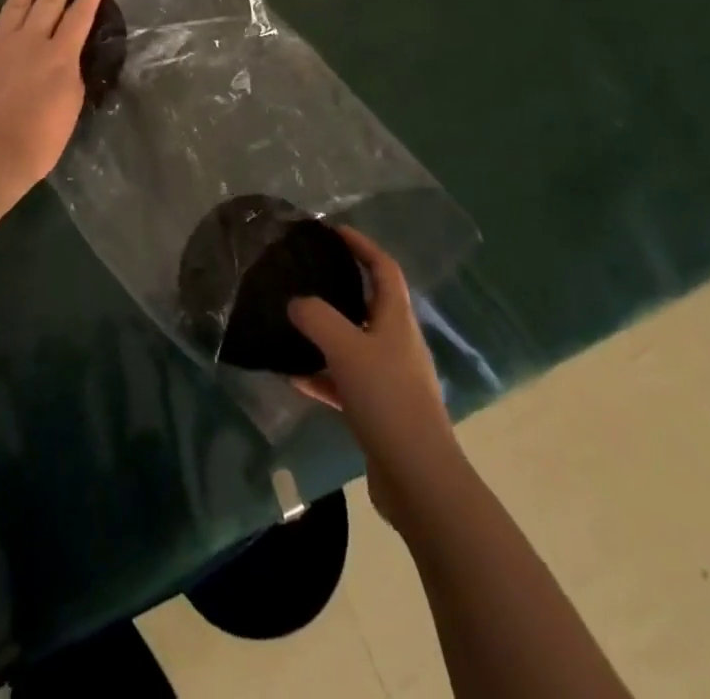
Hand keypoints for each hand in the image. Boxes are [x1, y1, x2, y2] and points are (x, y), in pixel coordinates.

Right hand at [290, 226, 458, 528]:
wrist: (418, 478)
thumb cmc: (387, 399)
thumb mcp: (346, 349)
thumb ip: (317, 317)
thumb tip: (296, 302)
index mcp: (397, 319)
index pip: (383, 268)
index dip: (361, 245)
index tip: (333, 232)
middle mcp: (397, 342)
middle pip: (368, 303)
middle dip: (339, 286)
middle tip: (305, 274)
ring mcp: (390, 378)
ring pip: (353, 343)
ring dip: (325, 333)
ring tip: (291, 323)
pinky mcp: (379, 410)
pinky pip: (345, 380)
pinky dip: (322, 374)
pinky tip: (294, 377)